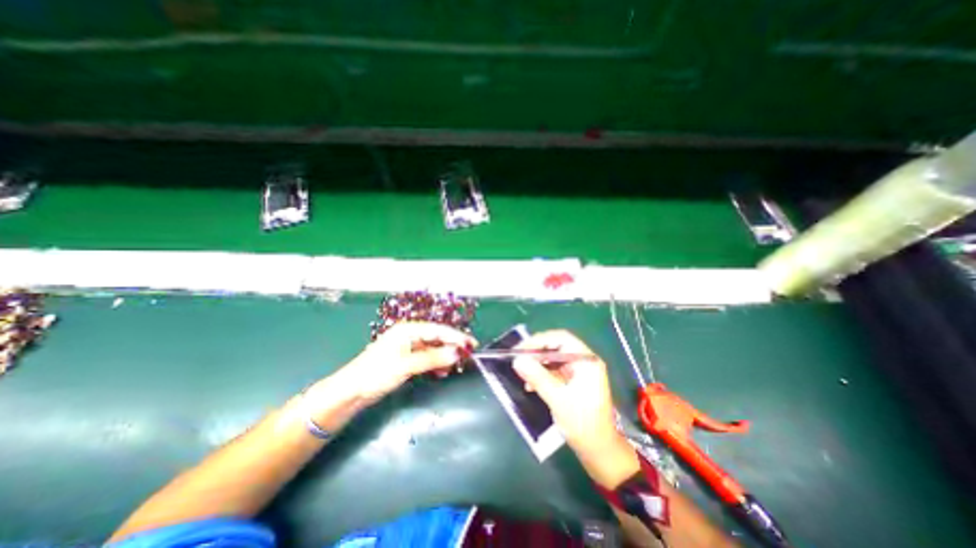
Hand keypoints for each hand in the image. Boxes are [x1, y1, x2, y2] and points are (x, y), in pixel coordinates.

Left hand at [330, 322, 479, 406]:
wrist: (351, 391)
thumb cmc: (377, 373)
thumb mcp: (407, 365)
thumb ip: (433, 358)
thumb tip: (457, 353)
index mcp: (409, 330)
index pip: (438, 330)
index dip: (456, 337)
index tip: (472, 344)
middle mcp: (410, 335)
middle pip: (437, 338)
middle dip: (453, 346)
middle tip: (469, 354)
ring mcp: (408, 347)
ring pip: (433, 349)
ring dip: (444, 356)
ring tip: (456, 366)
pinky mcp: (406, 359)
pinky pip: (426, 358)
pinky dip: (435, 364)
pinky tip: (441, 372)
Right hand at [511, 331, 615, 459]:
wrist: (600, 452)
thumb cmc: (583, 424)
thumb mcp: (558, 399)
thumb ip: (538, 377)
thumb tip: (518, 360)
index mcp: (586, 361)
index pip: (561, 339)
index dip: (540, 340)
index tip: (521, 349)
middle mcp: (583, 362)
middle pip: (557, 347)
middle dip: (536, 352)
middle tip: (518, 358)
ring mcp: (579, 372)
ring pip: (553, 359)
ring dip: (537, 364)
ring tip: (522, 372)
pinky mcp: (573, 382)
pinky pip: (554, 371)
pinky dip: (542, 375)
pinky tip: (530, 385)